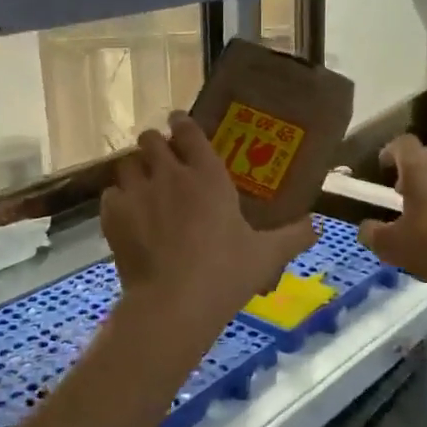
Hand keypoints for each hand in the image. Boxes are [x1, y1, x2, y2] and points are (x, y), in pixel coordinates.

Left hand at [101, 114, 316, 337]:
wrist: (174, 302)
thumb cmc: (225, 273)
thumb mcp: (266, 255)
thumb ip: (293, 236)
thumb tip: (315, 226)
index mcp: (207, 175)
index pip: (188, 130)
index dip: (181, 124)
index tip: (179, 125)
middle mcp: (169, 174)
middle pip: (150, 139)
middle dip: (154, 145)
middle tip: (162, 161)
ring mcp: (138, 192)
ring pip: (127, 163)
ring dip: (135, 169)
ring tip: (142, 185)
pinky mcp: (113, 215)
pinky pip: (110, 194)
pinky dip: (118, 200)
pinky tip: (127, 215)